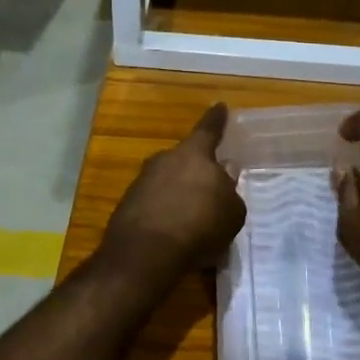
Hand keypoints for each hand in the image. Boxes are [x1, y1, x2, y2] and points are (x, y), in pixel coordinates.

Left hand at [98, 103, 247, 283]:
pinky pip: (155, 203)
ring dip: (180, 194)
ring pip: (168, 181)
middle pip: (186, 159)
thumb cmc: (199, 226)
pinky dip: (166, 214)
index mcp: (194, 154)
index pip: (209, 129)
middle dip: (198, 170)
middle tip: (210, 187)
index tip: (220, 106)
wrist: (146, 254)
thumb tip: (223, 177)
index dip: (217, 119)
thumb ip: (229, 190)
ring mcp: (142, 181)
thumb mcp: (232, 211)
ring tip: (194, 219)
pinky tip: (175, 234)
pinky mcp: (128, 204)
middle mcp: (165, 159)